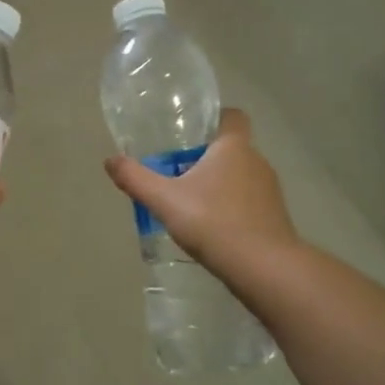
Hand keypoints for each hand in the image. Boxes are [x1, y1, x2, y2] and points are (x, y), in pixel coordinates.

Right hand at [104, 108, 297, 269]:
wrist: (264, 268)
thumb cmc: (213, 222)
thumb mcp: (164, 200)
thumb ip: (136, 178)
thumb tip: (110, 160)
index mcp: (233, 147)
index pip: (232, 116)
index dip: (214, 118)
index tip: (190, 133)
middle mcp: (256, 161)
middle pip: (231, 148)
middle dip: (206, 157)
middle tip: (176, 172)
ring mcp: (270, 191)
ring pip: (240, 176)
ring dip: (219, 184)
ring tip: (190, 203)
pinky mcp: (274, 217)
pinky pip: (248, 202)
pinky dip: (231, 207)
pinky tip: (211, 227)